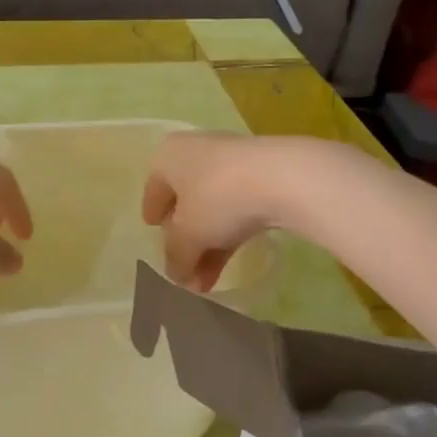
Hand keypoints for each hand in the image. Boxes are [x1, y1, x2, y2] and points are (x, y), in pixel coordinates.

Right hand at [140, 131, 285, 291]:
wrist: (283, 177)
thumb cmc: (218, 197)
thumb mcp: (188, 235)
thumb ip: (176, 257)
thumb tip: (176, 276)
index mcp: (169, 156)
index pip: (154, 188)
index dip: (152, 214)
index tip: (152, 231)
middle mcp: (198, 152)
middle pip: (185, 201)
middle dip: (185, 242)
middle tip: (184, 272)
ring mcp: (233, 162)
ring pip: (213, 209)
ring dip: (207, 246)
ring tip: (206, 285)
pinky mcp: (263, 175)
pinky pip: (237, 208)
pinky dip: (229, 235)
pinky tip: (229, 264)